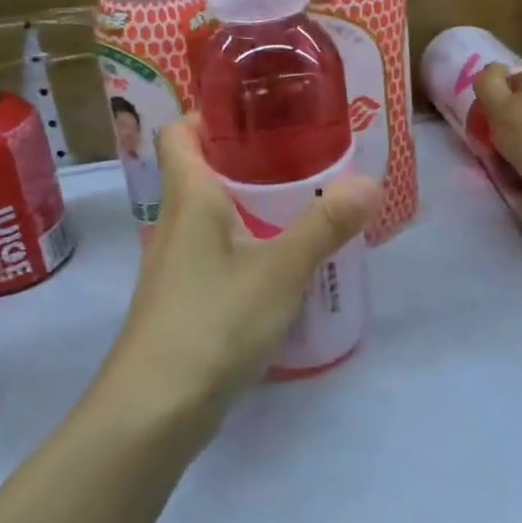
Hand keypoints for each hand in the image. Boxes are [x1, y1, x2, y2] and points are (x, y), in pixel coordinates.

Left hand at [92, 117, 380, 440]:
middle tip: (301, 155)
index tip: (256, 110)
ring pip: (211, 215)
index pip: (178, 132)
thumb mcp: (279, 270)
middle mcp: (175, 223)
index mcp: (189, 198)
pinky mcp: (184, 301)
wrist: (153, 412)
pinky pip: (216, 253)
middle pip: (201, 171)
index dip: (208, 113)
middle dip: (247, 159)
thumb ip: (324, 226)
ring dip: (250, 204)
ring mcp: (176, 266)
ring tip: (302, 203)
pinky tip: (283, 263)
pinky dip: (247, 244)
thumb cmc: (212, 322)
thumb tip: (369, 182)